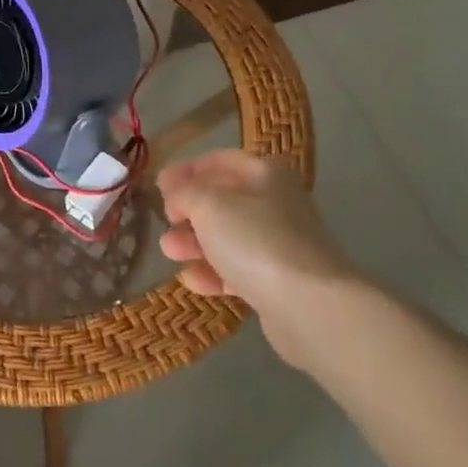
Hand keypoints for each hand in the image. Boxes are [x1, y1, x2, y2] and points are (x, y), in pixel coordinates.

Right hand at [157, 150, 359, 366]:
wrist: (309, 305)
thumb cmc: (255, 239)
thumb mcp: (208, 204)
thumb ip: (183, 191)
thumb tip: (173, 190)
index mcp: (265, 174)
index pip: (220, 161)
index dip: (186, 169)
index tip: (158, 184)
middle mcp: (276, 204)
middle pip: (222, 200)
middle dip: (188, 211)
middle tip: (165, 221)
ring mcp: (279, 244)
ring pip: (227, 237)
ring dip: (194, 243)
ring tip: (170, 252)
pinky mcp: (278, 281)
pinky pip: (238, 270)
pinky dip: (213, 273)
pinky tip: (192, 281)